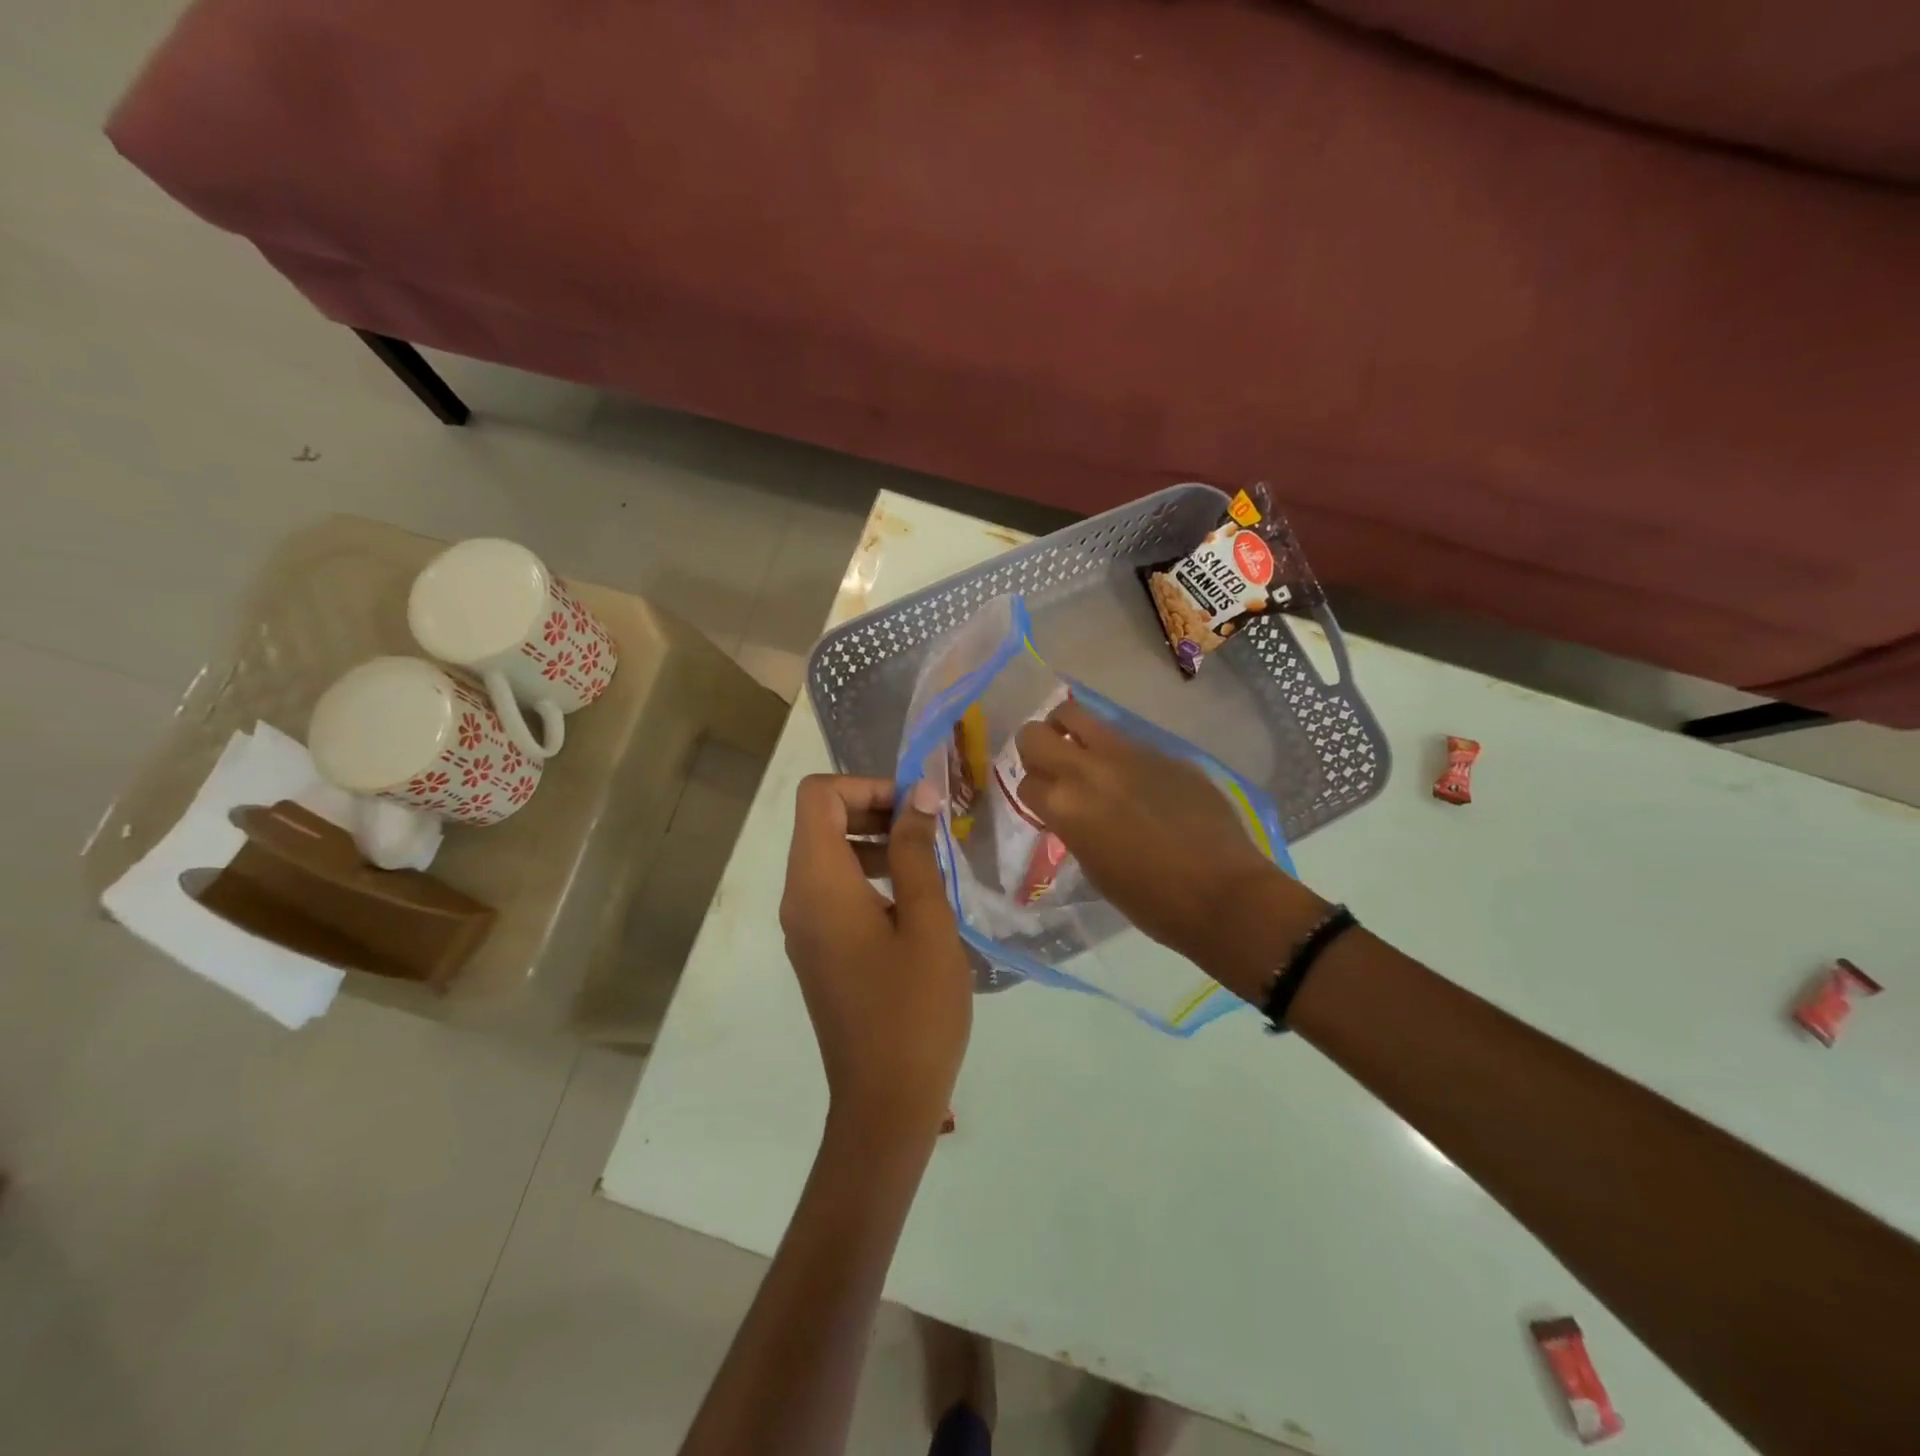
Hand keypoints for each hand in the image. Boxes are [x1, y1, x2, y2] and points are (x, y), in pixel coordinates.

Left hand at [780, 775, 971, 1143]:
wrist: (884, 1103)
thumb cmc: (913, 1009)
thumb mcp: (926, 921)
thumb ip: (916, 851)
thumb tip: (917, 796)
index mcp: (817, 884)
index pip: (817, 796)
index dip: (865, 785)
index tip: (914, 805)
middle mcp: (797, 897)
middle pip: (819, 821)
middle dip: (873, 808)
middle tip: (929, 825)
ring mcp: (803, 927)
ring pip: (828, 855)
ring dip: (874, 841)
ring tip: (929, 858)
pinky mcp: (817, 950)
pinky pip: (833, 889)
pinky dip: (868, 875)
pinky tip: (914, 898)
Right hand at [1014, 700, 1321, 969]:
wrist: (1223, 893)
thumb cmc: (1150, 900)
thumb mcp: (1093, 867)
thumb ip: (1073, 825)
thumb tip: (1073, 808)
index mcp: (1065, 806)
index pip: (1025, 782)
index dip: (1034, 794)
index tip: (1045, 805)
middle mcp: (1088, 769)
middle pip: (1034, 734)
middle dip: (1035, 749)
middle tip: (1052, 768)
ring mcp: (1128, 753)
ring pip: (1077, 715)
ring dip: (1070, 733)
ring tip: (1086, 758)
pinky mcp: (1163, 751)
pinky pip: (1126, 741)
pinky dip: (1119, 755)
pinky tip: (1141, 783)